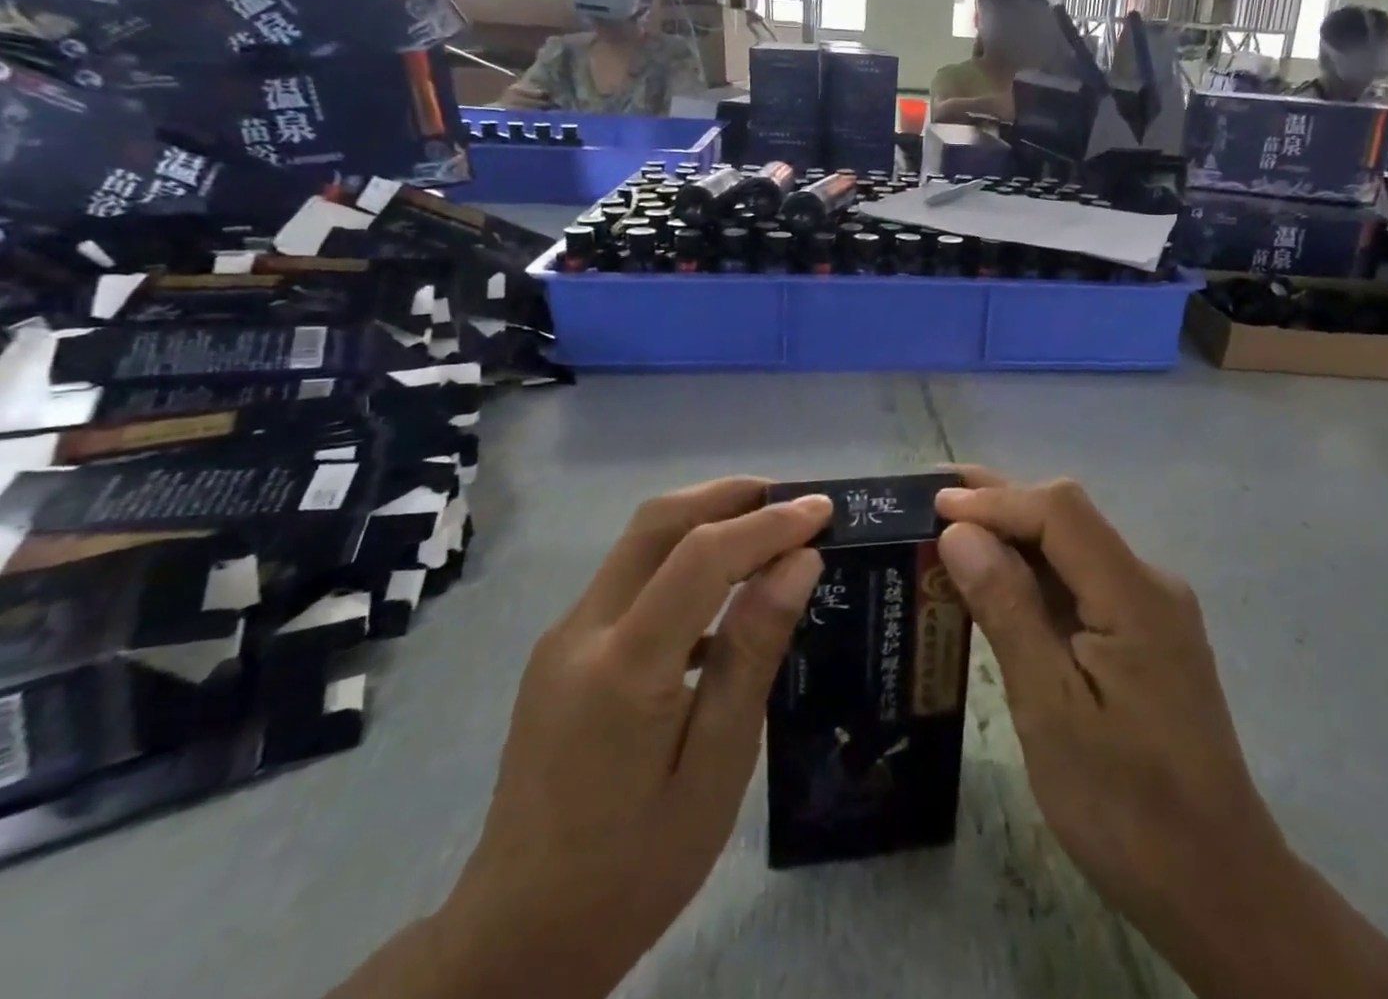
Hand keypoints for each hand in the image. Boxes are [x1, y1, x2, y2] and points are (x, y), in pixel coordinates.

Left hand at [428, 479, 831, 997]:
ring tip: (770, 531)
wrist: (516, 939)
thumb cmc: (635, 866)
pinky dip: (683, 557)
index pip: (703, 554)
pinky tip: (724, 594)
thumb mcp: (717, 768)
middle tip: (794, 500)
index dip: (769, 523)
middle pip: (658, 521)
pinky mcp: (562, 651)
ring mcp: (564, 637)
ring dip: (707, 518)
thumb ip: (753, 654)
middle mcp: (582, 630)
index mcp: (623, 667)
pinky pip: (631, 577)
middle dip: (731, 494)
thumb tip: (799, 563)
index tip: (824, 510)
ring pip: (641, 541)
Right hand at [933, 472, 1284, 989]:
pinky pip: (1085, 583)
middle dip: (1002, 502)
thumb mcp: (1050, 710)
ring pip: (1076, 548)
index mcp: (1134, 594)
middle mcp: (1150, 584)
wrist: (1218, 886)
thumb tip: (960, 533)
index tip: (934, 505)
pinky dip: (1037, 574)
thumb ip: (1008, 610)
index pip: (1060, 511)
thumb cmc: (1125, 807)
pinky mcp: (1147, 637)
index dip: (996, 499)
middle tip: (935, 498)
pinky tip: (1001, 583)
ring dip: (1016, 536)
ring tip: (954, 530)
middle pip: (1070, 519)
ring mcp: (1153, 610)